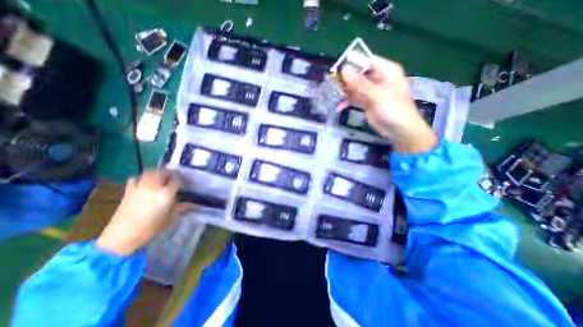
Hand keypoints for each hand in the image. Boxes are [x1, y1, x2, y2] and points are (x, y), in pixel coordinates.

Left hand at [96, 170, 193, 255]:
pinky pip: (135, 179)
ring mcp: (139, 188)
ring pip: (148, 173)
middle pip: (162, 173)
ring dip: (156, 173)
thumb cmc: (151, 228)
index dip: (180, 182)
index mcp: (165, 195)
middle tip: (172, 179)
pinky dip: (140, 178)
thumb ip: (181, 208)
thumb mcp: (170, 218)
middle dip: (168, 174)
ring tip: (160, 179)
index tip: (182, 186)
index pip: (175, 181)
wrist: (122, 236)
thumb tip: (193, 205)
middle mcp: (153, 188)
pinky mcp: (128, 191)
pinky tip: (144, 184)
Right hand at [338, 56, 437, 153]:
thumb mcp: (377, 95)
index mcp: (385, 70)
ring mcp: (372, 91)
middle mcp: (378, 78)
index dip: (351, 64)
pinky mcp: (367, 102)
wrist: (399, 130)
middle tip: (334, 85)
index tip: (337, 70)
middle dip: (346, 79)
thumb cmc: (393, 109)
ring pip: (355, 86)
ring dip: (345, 91)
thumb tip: (343, 69)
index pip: (366, 61)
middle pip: (358, 74)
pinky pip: (355, 98)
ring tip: (336, 96)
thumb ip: (360, 83)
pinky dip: (347, 102)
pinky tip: (339, 107)